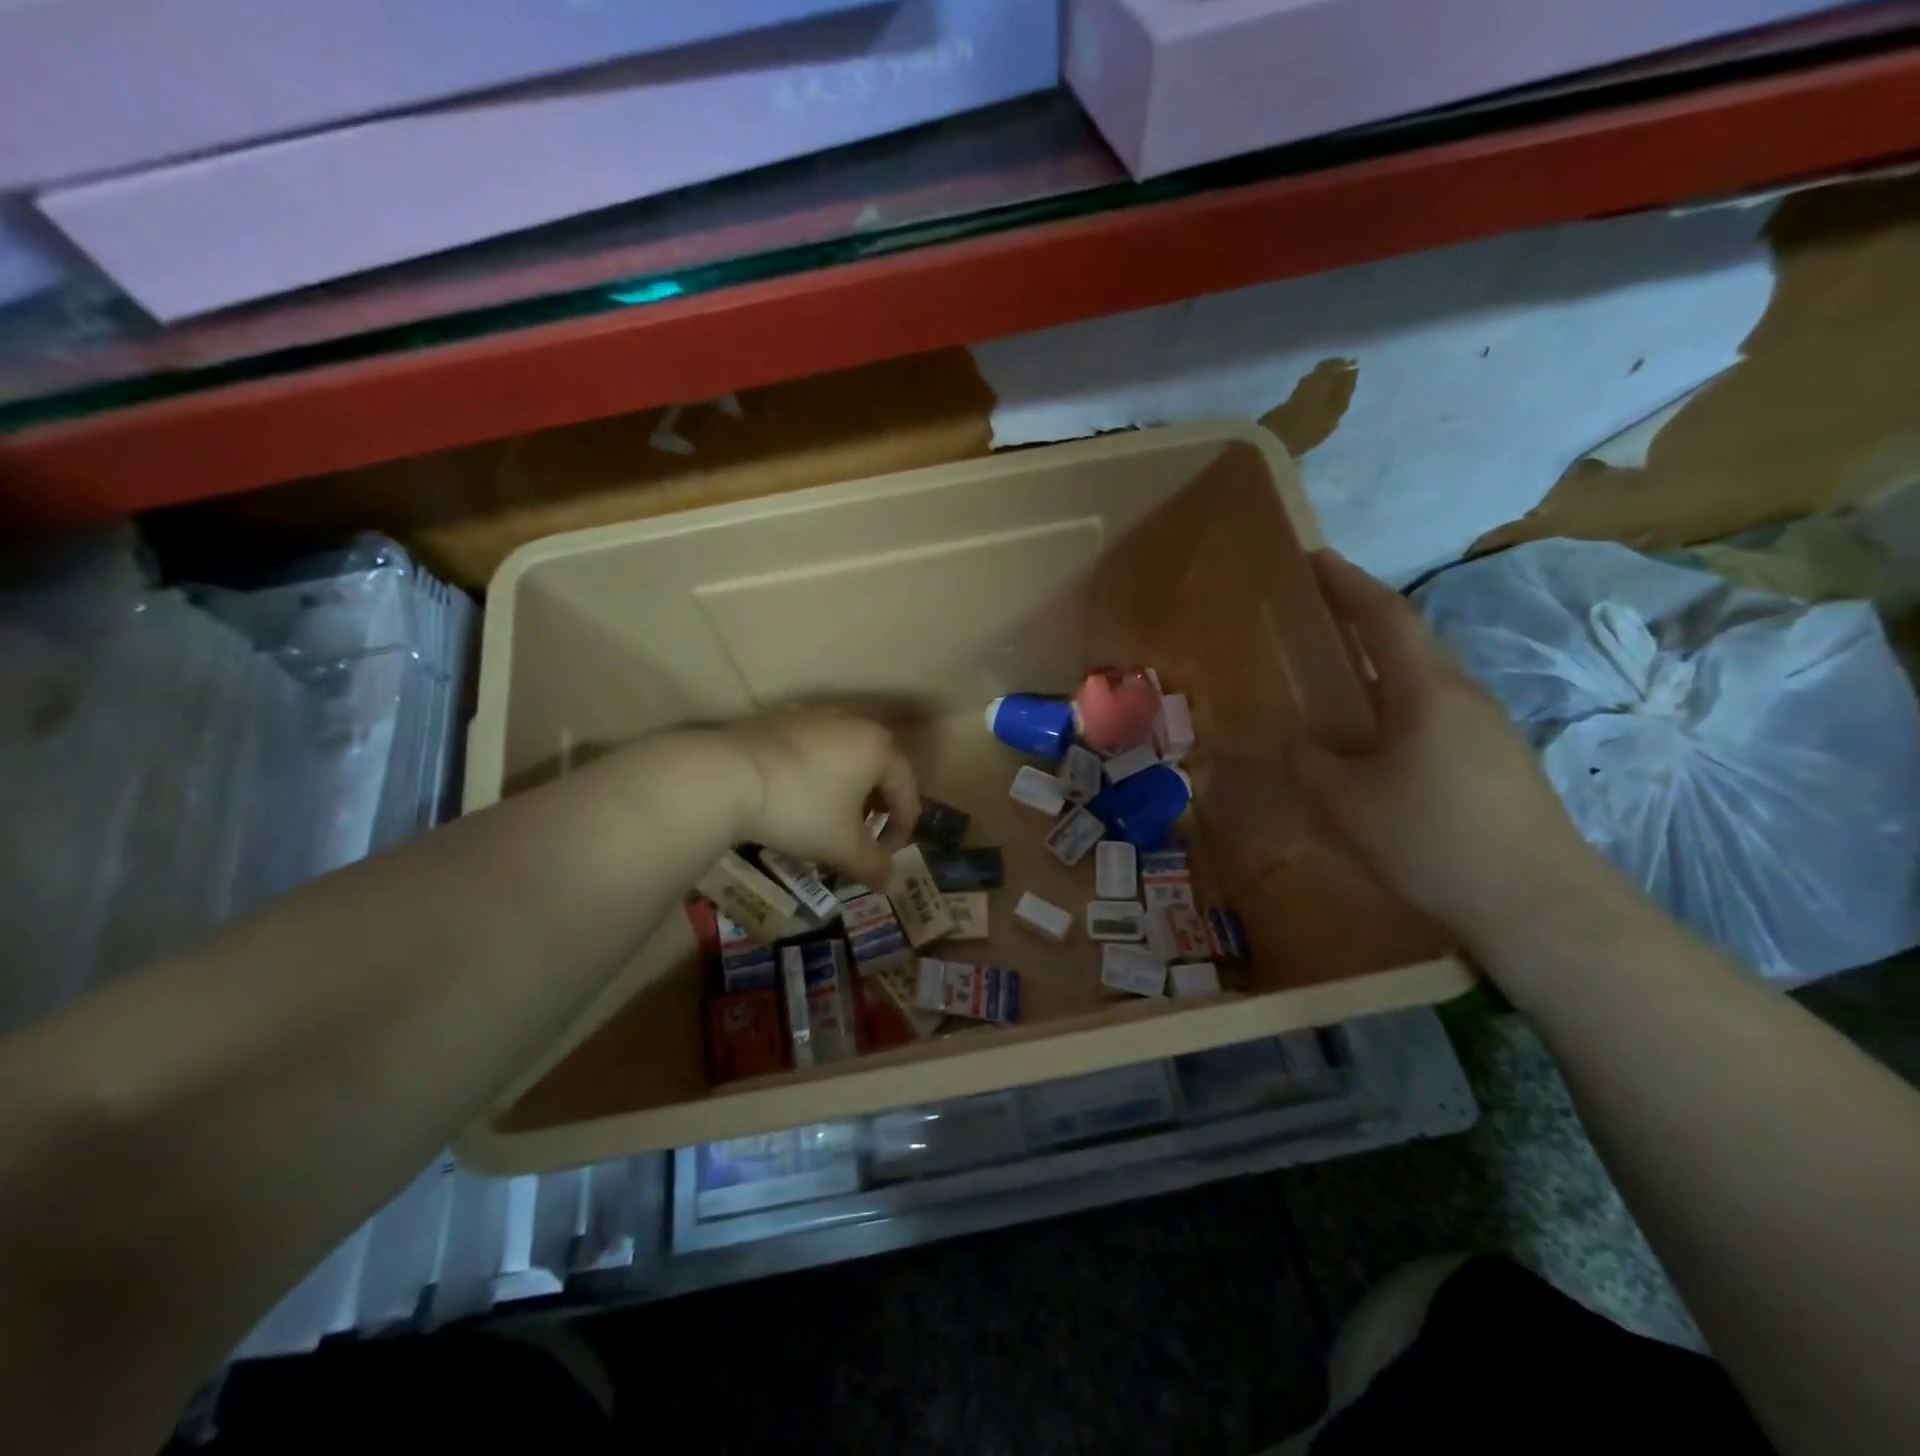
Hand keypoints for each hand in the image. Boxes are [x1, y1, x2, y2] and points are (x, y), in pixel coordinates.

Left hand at [720, 711, 919, 884]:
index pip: (907, 790)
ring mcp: (813, 716)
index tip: (888, 856)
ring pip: (844, 756)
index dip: (903, 828)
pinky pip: (812, 749)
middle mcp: (853, 722)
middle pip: (878, 768)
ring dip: (846, 788)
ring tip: (829, 817)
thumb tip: (895, 885)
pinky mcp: (780, 719)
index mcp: (879, 748)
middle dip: (876, 805)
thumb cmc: (801, 809)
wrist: (727, 775)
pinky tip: (796, 797)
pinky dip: (815, 774)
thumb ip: (874, 865)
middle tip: (864, 835)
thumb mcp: (843, 846)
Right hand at [1289, 551, 1613, 949]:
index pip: (1385, 617)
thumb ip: (1309, 763)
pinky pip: (1439, 709)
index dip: (1347, 584)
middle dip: (1365, 616)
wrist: (1539, 903)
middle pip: (1411, 639)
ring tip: (1344, 670)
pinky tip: (1382, 733)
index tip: (1316, 558)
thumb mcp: (1347, 802)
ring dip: (1385, 660)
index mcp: (1426, 691)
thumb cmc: (1432, 838)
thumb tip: (1293, 742)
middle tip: (1321, 611)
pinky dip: (1401, 699)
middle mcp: (1464, 695)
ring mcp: (1489, 728)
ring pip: (1427, 675)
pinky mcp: (1499, 760)